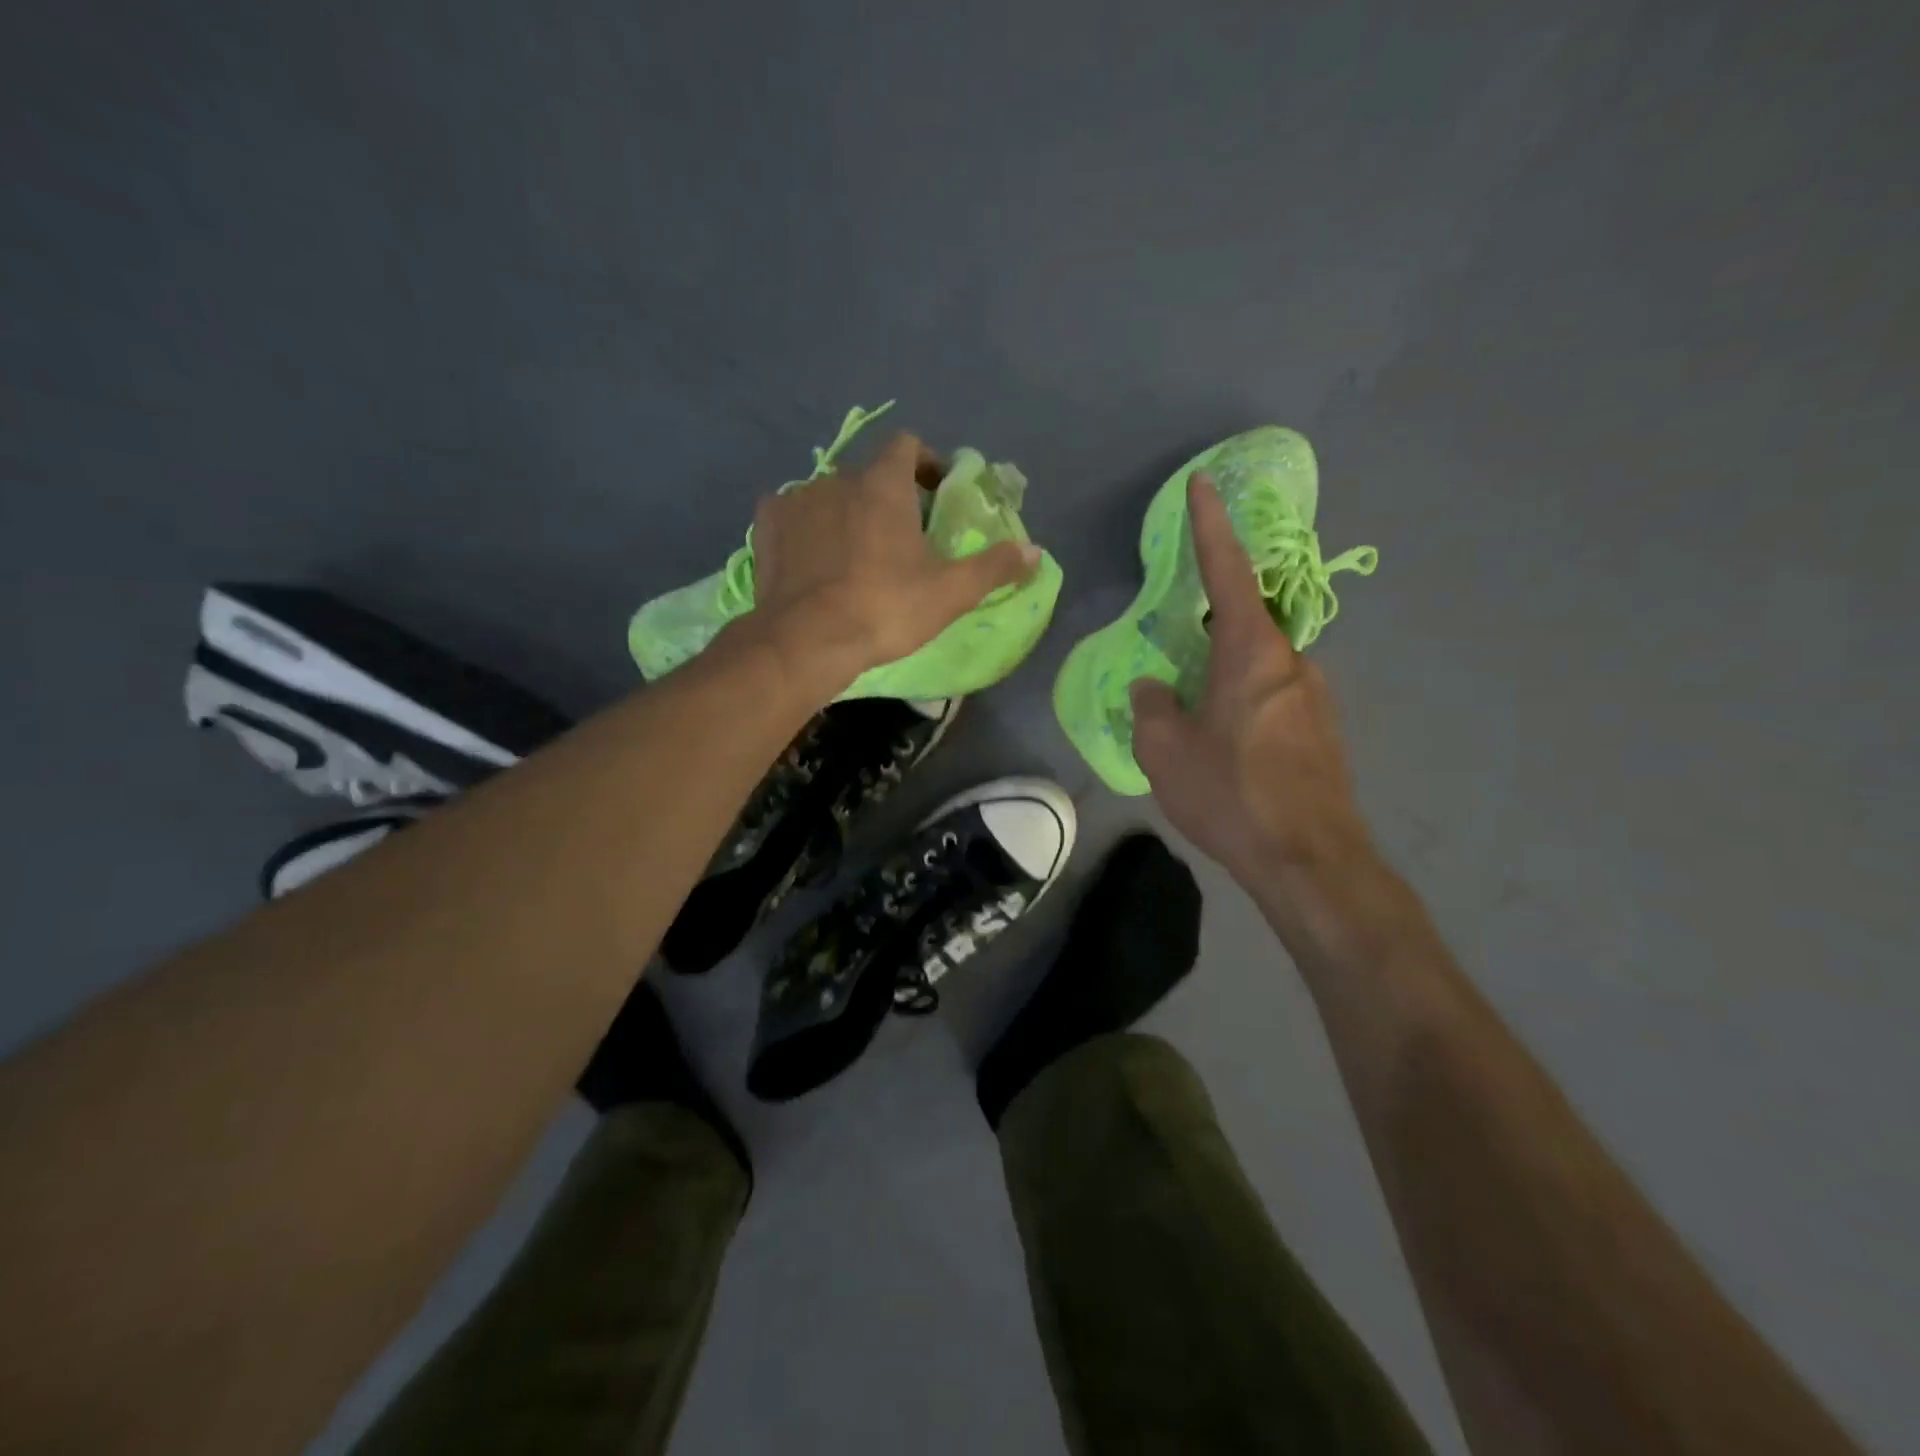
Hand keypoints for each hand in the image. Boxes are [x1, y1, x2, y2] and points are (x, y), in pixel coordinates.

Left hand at [747, 432, 1039, 694]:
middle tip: (899, 539)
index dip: (925, 462)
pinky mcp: (767, 527)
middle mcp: (837, 479)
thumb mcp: (950, 592)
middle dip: (886, 498)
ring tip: (854, 557)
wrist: (807, 639)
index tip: (935, 493)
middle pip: (869, 475)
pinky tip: (813, 560)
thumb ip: (994, 567)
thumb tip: (1035, 551)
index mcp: (883, 484)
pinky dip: (807, 530)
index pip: (907, 445)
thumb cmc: (885, 608)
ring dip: (846, 515)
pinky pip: (792, 515)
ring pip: (829, 496)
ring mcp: (797, 500)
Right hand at [1130, 474, 1377, 898]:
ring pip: (1258, 669)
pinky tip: (1228, 754)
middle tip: (1176, 669)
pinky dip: (1244, 709)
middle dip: (1207, 635)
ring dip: (1224, 681)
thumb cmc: (1231, 794)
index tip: (1203, 483)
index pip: (1227, 571)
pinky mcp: (1323, 732)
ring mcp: (1314, 697)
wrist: (1310, 860)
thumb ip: (1152, 706)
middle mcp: (1291, 661)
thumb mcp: (1165, 750)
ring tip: (1197, 728)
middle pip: (1243, 626)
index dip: (1210, 526)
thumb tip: (1157, 686)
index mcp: (1251, 652)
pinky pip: (1272, 701)